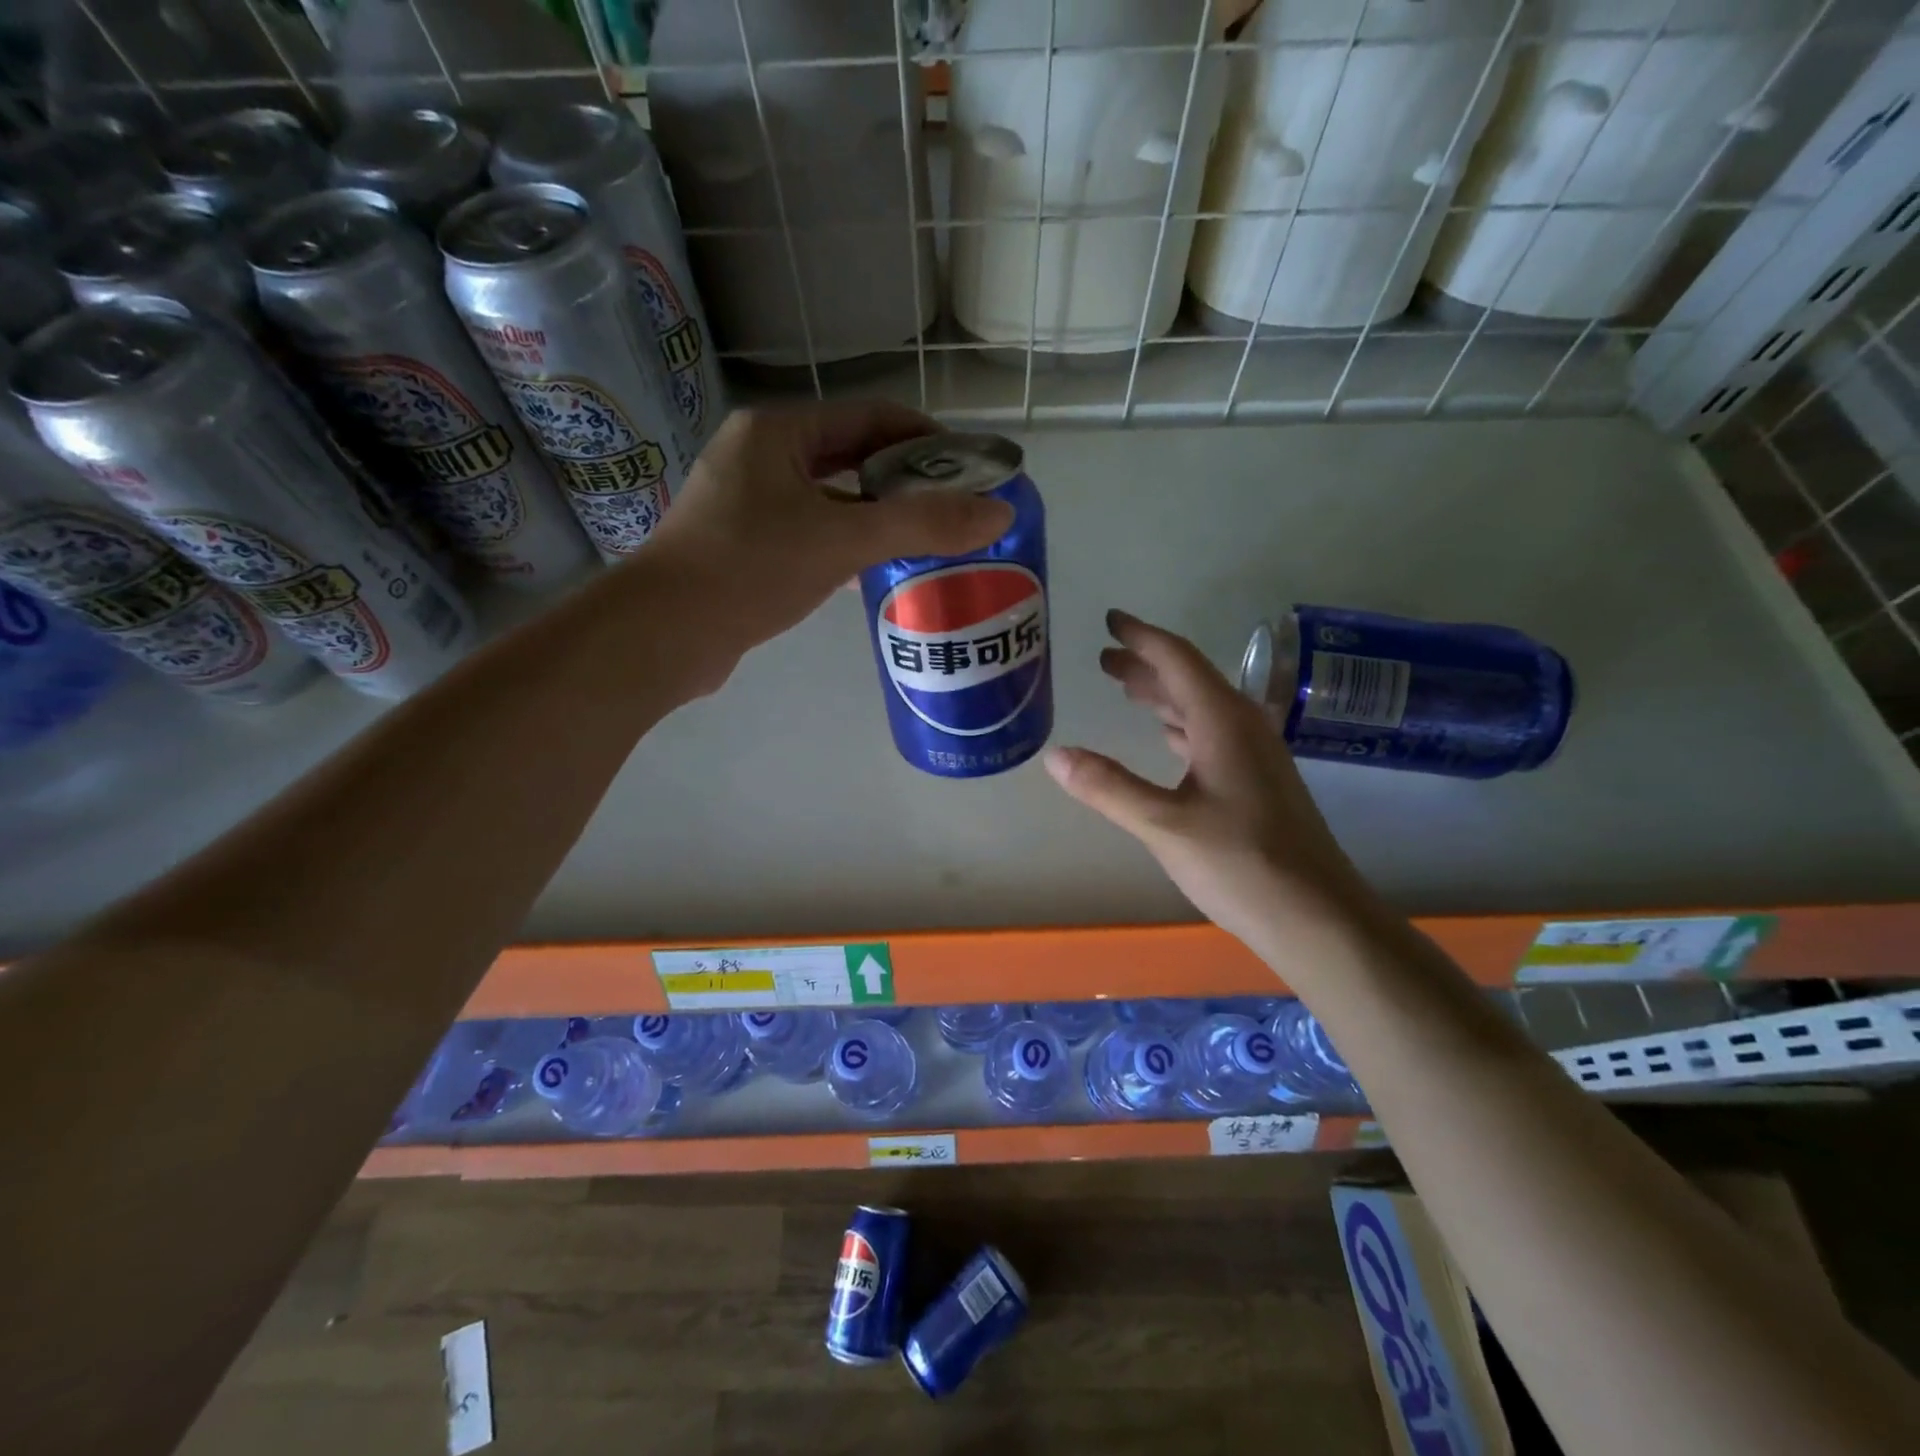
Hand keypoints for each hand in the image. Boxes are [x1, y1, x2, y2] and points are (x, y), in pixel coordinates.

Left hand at [642, 402, 1012, 676]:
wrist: (664, 633)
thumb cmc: (751, 568)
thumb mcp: (843, 540)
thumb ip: (922, 525)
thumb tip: (1000, 513)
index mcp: (778, 433)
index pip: (869, 417)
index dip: (925, 436)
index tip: (968, 468)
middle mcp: (759, 457)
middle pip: (850, 457)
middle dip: (903, 481)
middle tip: (952, 510)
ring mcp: (746, 503)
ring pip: (829, 499)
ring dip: (875, 516)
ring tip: (925, 542)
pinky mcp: (742, 545)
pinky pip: (809, 532)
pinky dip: (845, 544)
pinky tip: (874, 572)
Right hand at [1044, 611, 1381, 956]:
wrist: (1317, 917)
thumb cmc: (1242, 864)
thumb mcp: (1164, 825)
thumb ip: (1108, 788)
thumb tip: (1055, 755)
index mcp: (1223, 722)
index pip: (1177, 660)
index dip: (1141, 637)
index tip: (1110, 620)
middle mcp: (1243, 728)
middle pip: (1189, 680)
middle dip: (1146, 665)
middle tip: (1104, 658)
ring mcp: (1255, 756)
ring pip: (1201, 709)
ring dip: (1163, 695)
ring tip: (1126, 689)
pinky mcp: (1258, 783)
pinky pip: (1212, 735)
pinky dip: (1181, 727)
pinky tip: (1167, 739)